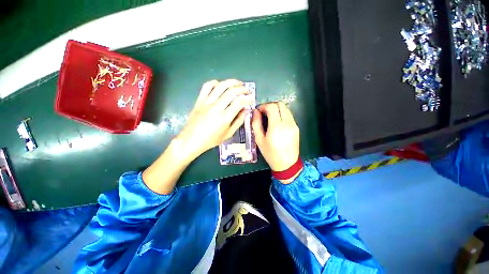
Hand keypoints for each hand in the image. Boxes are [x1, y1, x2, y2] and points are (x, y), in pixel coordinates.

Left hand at [143, 79, 251, 194]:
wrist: (192, 139)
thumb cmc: (211, 139)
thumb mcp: (228, 134)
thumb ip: (238, 121)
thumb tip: (246, 110)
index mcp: (224, 117)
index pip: (239, 102)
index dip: (248, 98)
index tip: (252, 99)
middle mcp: (216, 107)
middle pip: (232, 91)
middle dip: (242, 89)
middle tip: (247, 90)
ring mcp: (206, 102)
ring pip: (221, 86)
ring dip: (232, 82)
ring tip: (238, 83)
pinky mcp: (199, 100)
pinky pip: (207, 86)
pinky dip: (215, 82)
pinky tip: (221, 85)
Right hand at [252, 102, 300, 179]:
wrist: (287, 164)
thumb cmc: (270, 153)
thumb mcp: (259, 139)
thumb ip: (256, 124)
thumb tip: (255, 112)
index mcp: (277, 126)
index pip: (272, 107)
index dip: (264, 106)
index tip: (258, 111)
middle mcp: (287, 123)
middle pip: (281, 104)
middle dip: (270, 105)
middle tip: (264, 112)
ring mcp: (294, 125)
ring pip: (286, 109)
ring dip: (277, 109)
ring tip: (269, 117)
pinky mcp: (297, 127)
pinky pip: (289, 115)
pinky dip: (282, 114)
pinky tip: (277, 123)